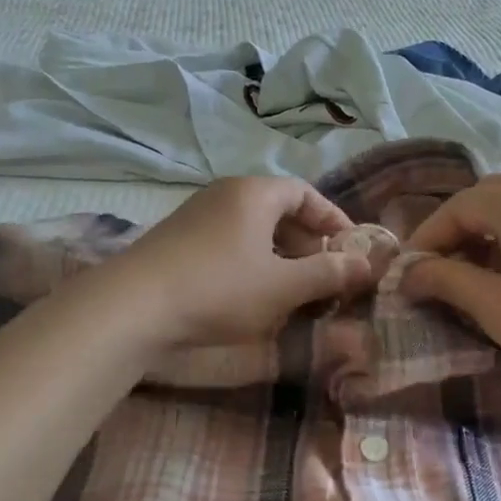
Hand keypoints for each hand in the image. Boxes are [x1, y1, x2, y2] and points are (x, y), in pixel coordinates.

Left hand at [101, 177, 372, 349]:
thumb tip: (368, 264)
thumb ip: (329, 274)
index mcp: (254, 193)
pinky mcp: (176, 242)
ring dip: (278, 258)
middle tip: (322, 277)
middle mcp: (224, 195)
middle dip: (306, 244)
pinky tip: (249, 299)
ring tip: (290, 294)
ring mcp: (195, 216)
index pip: (305, 193)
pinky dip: (249, 265)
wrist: (131, 307)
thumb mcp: (282, 286)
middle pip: (278, 211)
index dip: (332, 220)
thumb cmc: (219, 289)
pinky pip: (227, 244)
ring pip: (251, 231)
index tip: (350, 251)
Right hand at [401, 175, 500, 397]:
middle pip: (495, 198)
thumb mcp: (496, 308)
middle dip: (463, 230)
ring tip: (492, 276)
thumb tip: (411, 274)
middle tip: (448, 269)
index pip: (459, 206)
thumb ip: (447, 282)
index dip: (428, 237)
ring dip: (500, 234)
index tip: (412, 272)